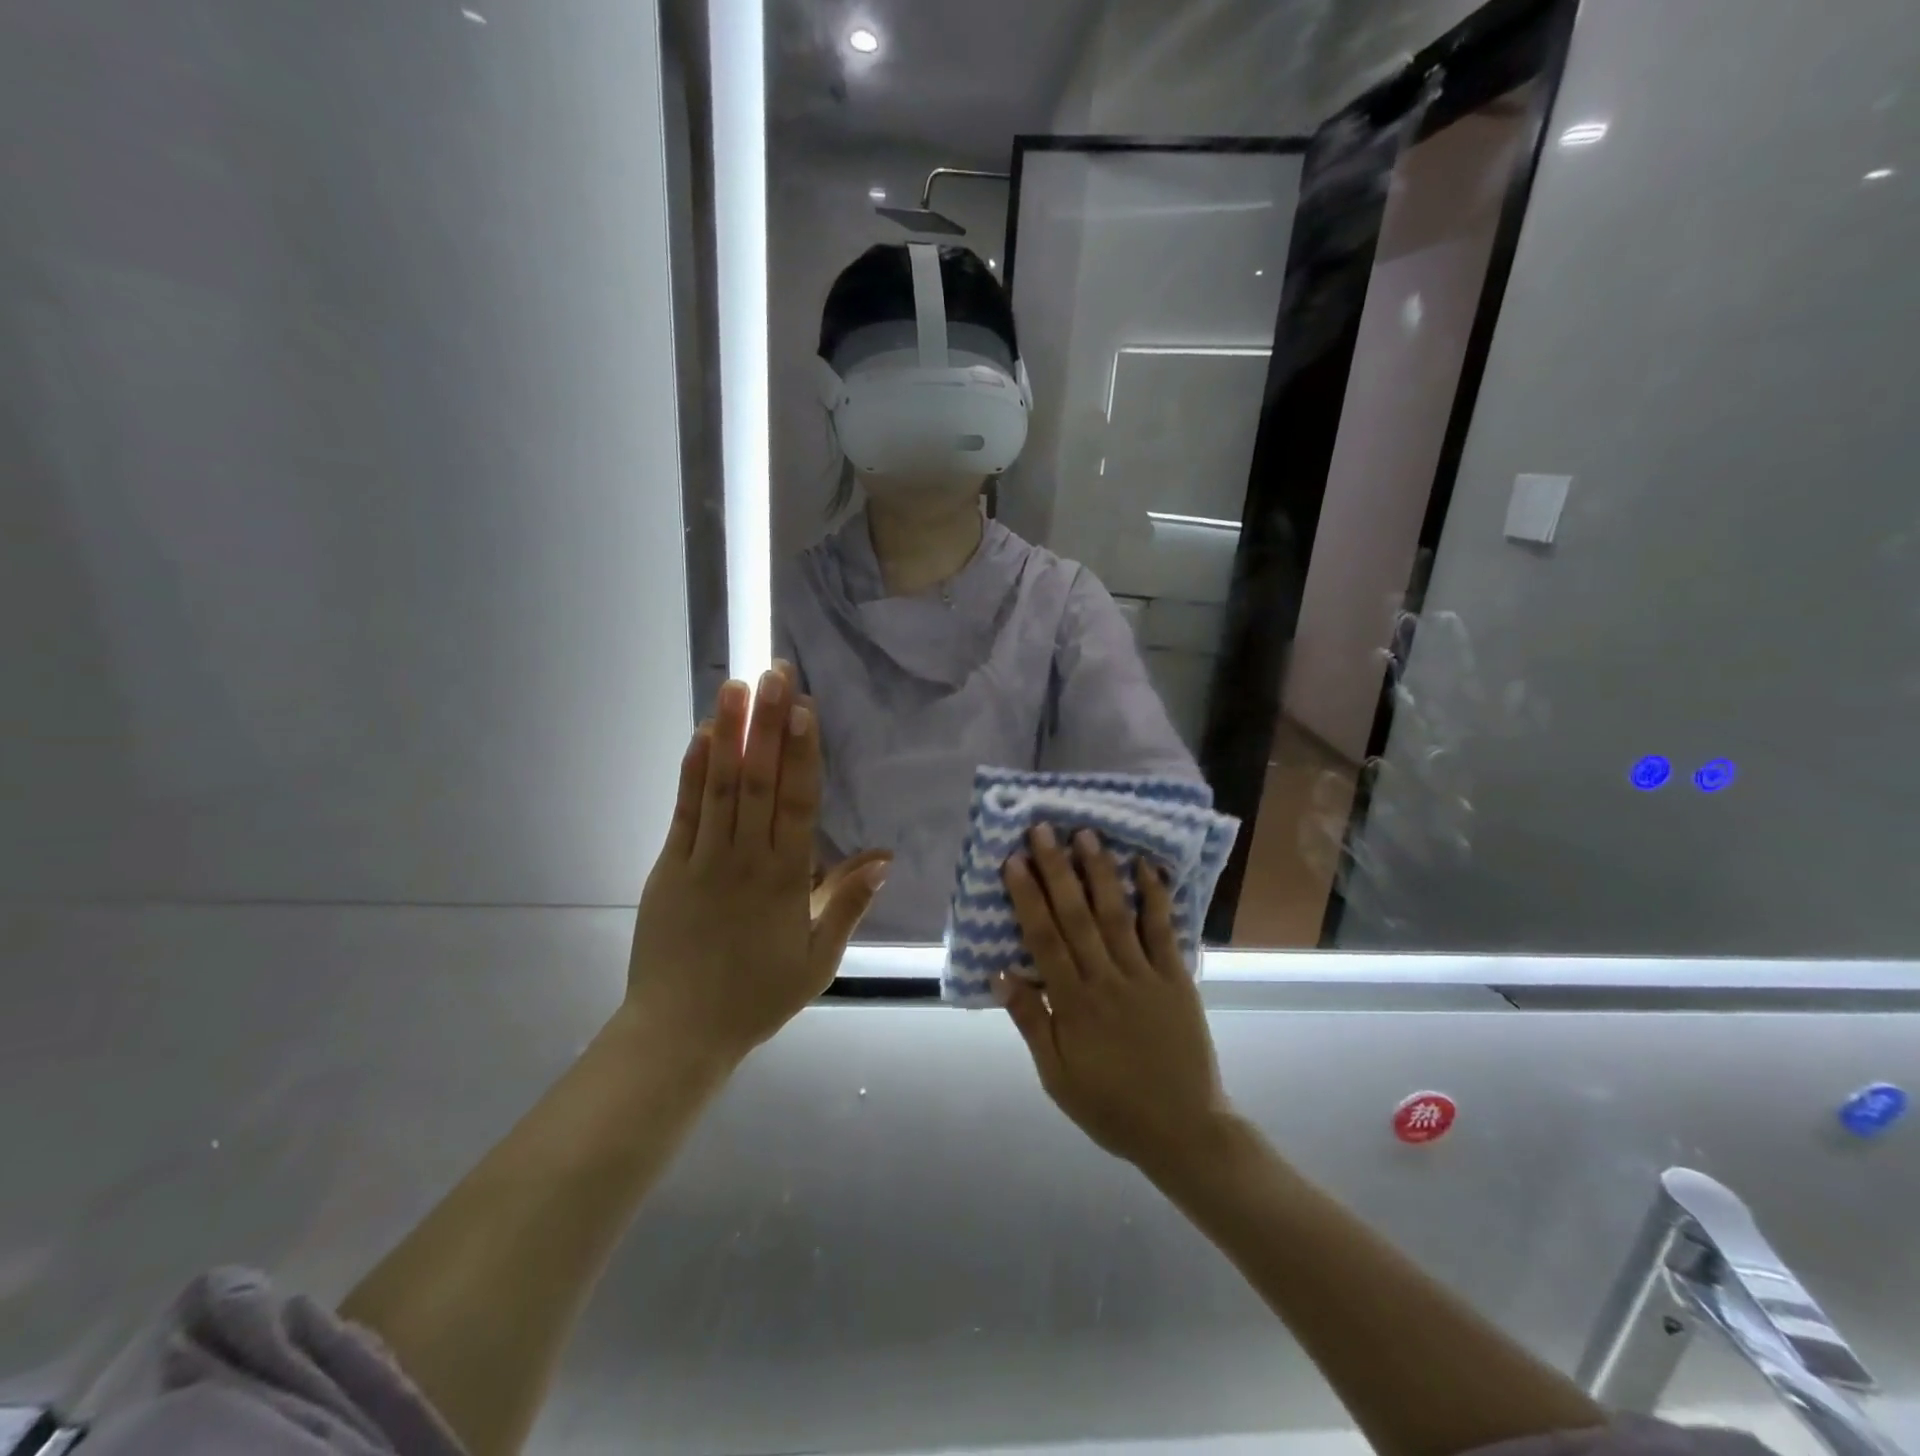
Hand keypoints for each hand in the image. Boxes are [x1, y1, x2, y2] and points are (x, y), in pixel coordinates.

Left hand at [624, 667, 889, 1064]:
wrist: (680, 1032)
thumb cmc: (758, 996)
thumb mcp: (818, 960)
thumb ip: (848, 904)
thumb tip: (885, 857)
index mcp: (787, 879)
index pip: (798, 803)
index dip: (802, 752)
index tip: (804, 708)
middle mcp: (747, 858)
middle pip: (760, 781)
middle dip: (768, 724)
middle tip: (776, 672)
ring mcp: (704, 859)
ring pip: (722, 786)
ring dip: (731, 733)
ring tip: (737, 686)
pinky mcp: (671, 866)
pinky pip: (685, 811)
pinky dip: (693, 771)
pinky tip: (702, 735)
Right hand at [995, 825, 1229, 1169]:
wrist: (1184, 1130)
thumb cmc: (1111, 1105)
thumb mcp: (1057, 1076)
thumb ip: (1031, 1022)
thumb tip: (1000, 974)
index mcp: (1074, 1004)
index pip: (1044, 940)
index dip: (1027, 898)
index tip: (1014, 861)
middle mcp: (1107, 980)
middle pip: (1077, 916)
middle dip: (1057, 870)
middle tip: (1043, 830)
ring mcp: (1145, 976)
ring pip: (1117, 915)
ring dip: (1100, 873)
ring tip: (1087, 835)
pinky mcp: (1176, 979)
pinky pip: (1164, 932)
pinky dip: (1155, 898)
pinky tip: (1146, 866)